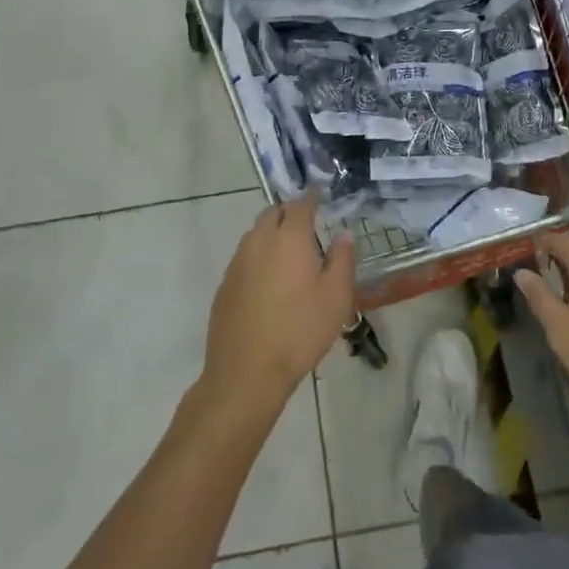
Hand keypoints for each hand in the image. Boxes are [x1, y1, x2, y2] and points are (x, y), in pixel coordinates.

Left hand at [203, 192, 355, 412]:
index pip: (300, 204)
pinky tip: (269, 282)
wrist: (247, 371)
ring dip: (272, 234)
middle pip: (273, 213)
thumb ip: (342, 260)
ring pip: (255, 234)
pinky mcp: (225, 284)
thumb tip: (343, 235)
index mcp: (290, 238)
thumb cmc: (300, 331)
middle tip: (307, 226)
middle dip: (289, 213)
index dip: (311, 198)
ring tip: (290, 254)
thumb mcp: (336, 297)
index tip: (320, 197)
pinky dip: (258, 257)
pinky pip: (244, 257)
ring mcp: (237, 262)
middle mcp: (259, 241)